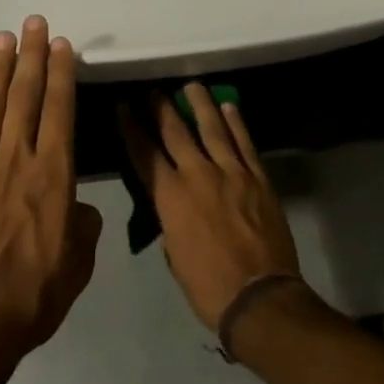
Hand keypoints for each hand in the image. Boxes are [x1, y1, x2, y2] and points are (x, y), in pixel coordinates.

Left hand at [0, 17, 102, 383]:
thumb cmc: (29, 300)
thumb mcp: (76, 268)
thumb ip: (83, 228)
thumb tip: (78, 206)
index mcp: (52, 176)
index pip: (59, 111)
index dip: (62, 74)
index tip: (62, 44)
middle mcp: (14, 160)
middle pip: (25, 97)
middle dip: (32, 56)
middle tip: (33, 22)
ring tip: (3, 38)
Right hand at [123, 84, 302, 332]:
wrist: (260, 297)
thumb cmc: (208, 287)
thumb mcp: (175, 257)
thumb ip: (170, 225)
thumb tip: (173, 211)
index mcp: (171, 197)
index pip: (144, 154)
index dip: (132, 128)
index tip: (123, 107)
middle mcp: (198, 175)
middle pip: (175, 132)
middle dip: (161, 108)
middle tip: (153, 90)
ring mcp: (231, 172)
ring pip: (213, 128)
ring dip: (200, 104)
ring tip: (192, 86)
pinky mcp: (257, 178)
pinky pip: (244, 142)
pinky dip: (236, 123)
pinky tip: (230, 107)